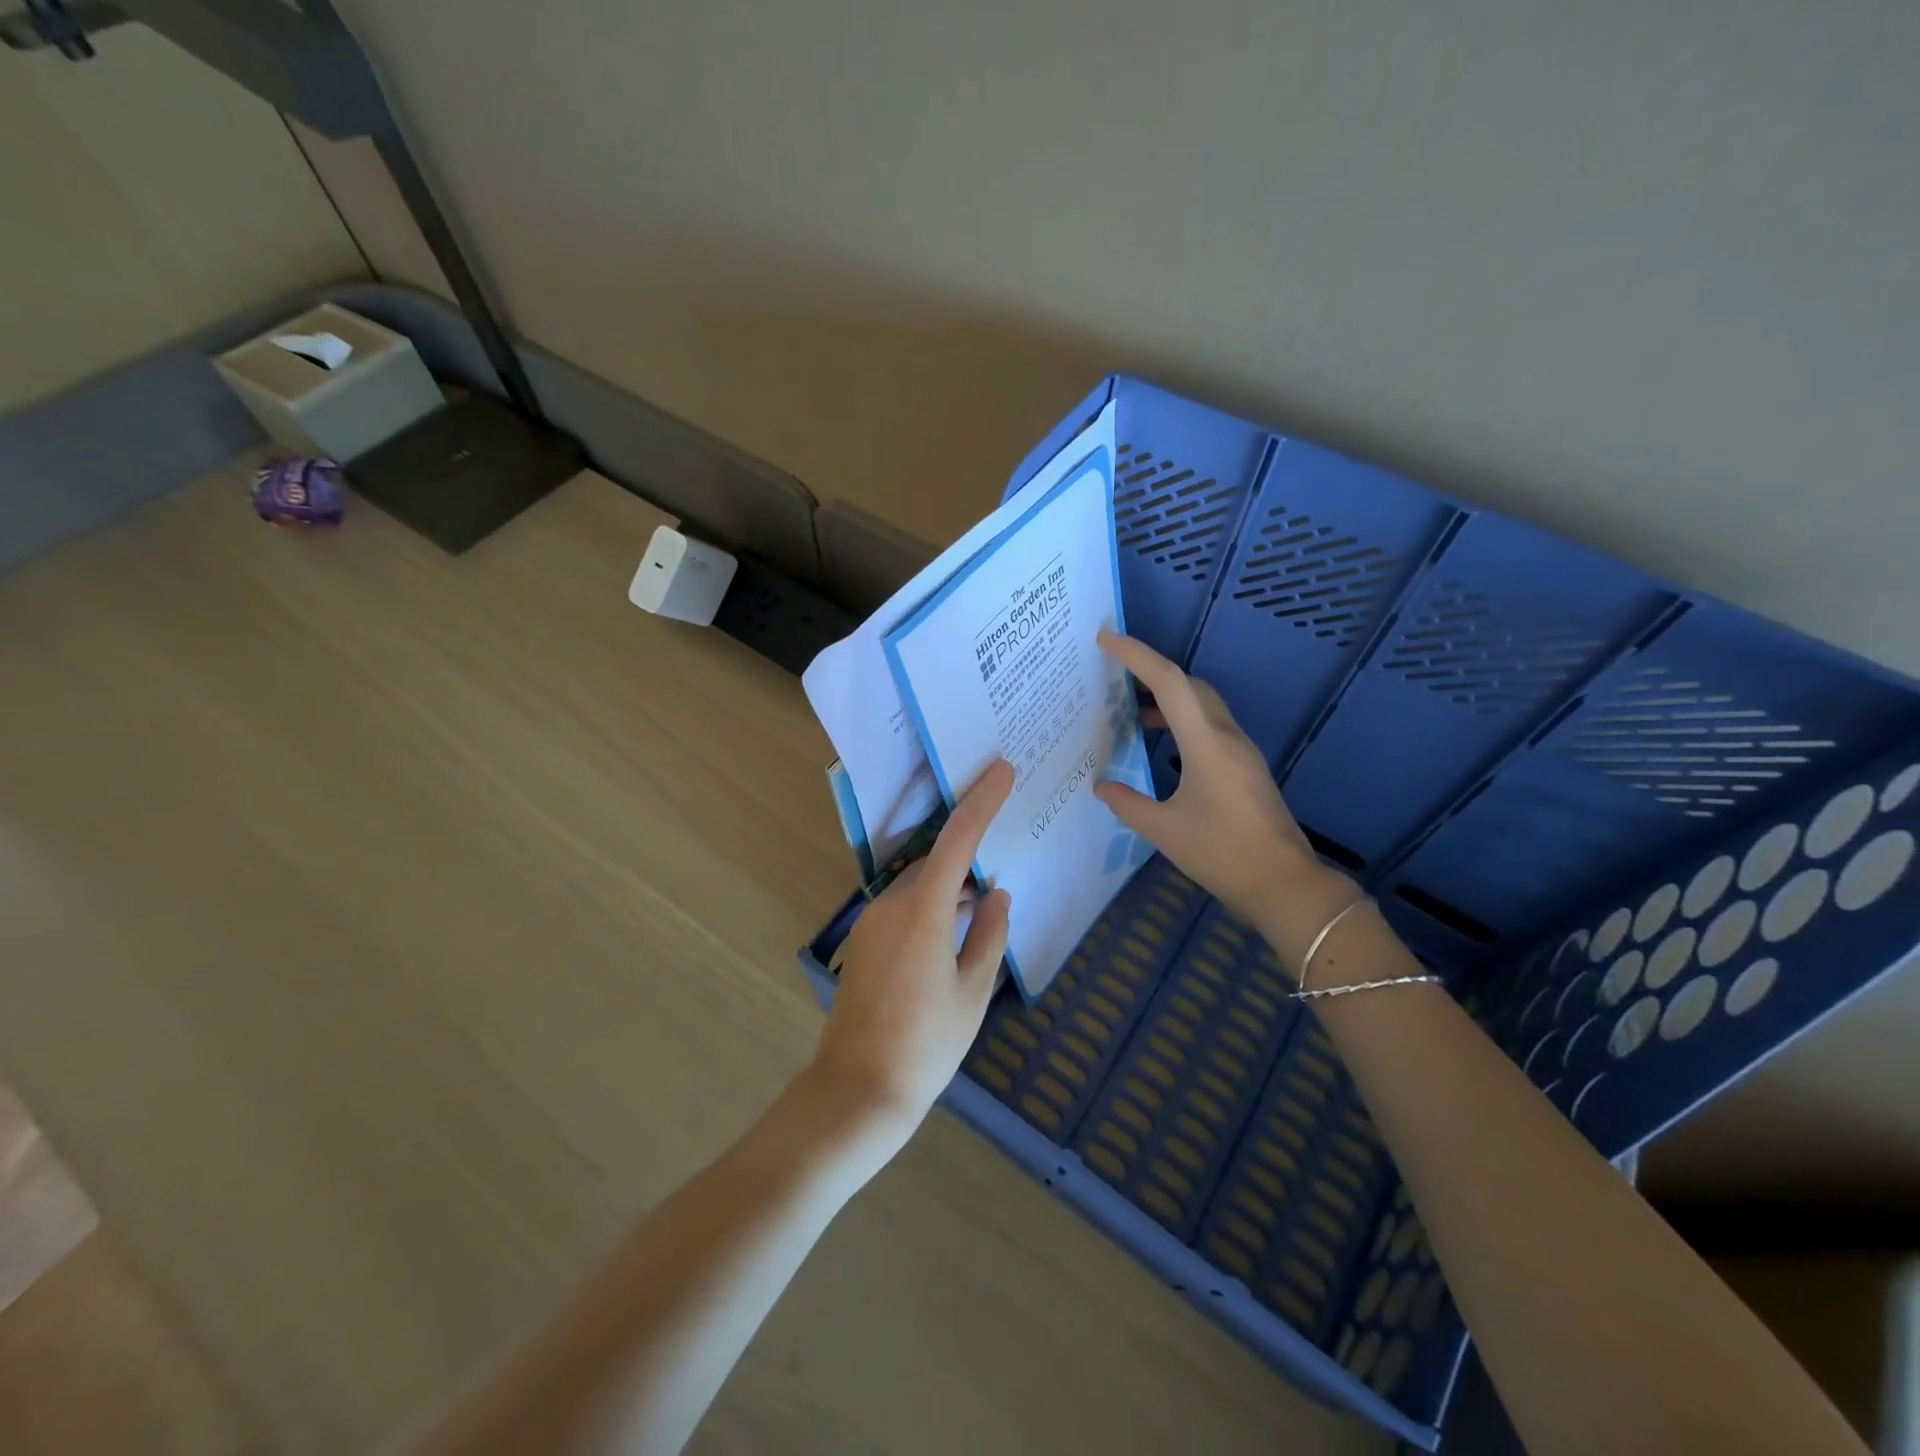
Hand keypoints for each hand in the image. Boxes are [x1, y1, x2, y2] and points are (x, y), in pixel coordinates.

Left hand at [811, 760, 1015, 1139]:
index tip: (1001, 770)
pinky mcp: (863, 941)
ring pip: (919, 885)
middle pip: (936, 862)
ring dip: (949, 888)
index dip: (982, 801)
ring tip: (982, 908)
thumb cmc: (926, 1044)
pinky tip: (951, 936)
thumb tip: (997, 896)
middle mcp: (892, 904)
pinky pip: (903, 906)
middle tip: (1000, 865)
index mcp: (925, 911)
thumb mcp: (973, 992)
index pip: (958, 839)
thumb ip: (989, 936)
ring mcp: (872, 922)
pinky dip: (931, 907)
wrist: (858, 1090)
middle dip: (968, 858)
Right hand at [1093, 632, 1354, 962]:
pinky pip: (1209, 724)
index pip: (1169, 682)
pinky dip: (1181, 719)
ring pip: (1202, 703)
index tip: (1106, 638)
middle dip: (1151, 671)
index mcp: (1206, 744)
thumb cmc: (1222, 854)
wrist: (1283, 884)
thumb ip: (1127, 803)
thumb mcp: (1164, 831)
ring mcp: (1240, 750)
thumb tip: (1101, 786)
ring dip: (1167, 696)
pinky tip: (1160, 741)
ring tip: (1129, 706)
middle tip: (1113, 672)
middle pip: (1189, 685)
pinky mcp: (1245, 765)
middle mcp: (1226, 736)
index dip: (1136, 655)